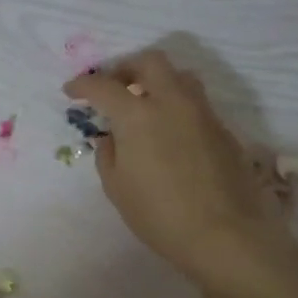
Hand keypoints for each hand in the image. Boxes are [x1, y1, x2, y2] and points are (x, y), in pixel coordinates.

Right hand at [64, 50, 297, 297]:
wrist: (226, 235)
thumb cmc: (160, 214)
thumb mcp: (117, 188)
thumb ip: (108, 155)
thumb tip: (111, 138)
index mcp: (138, 114)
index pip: (103, 86)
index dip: (83, 84)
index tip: (72, 90)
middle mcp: (173, 102)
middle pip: (150, 62)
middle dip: (126, 68)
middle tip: (112, 87)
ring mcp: (203, 113)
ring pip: (180, 76)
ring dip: (157, 80)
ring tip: (143, 104)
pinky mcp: (224, 130)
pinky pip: (195, 102)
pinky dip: (176, 105)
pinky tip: (168, 132)